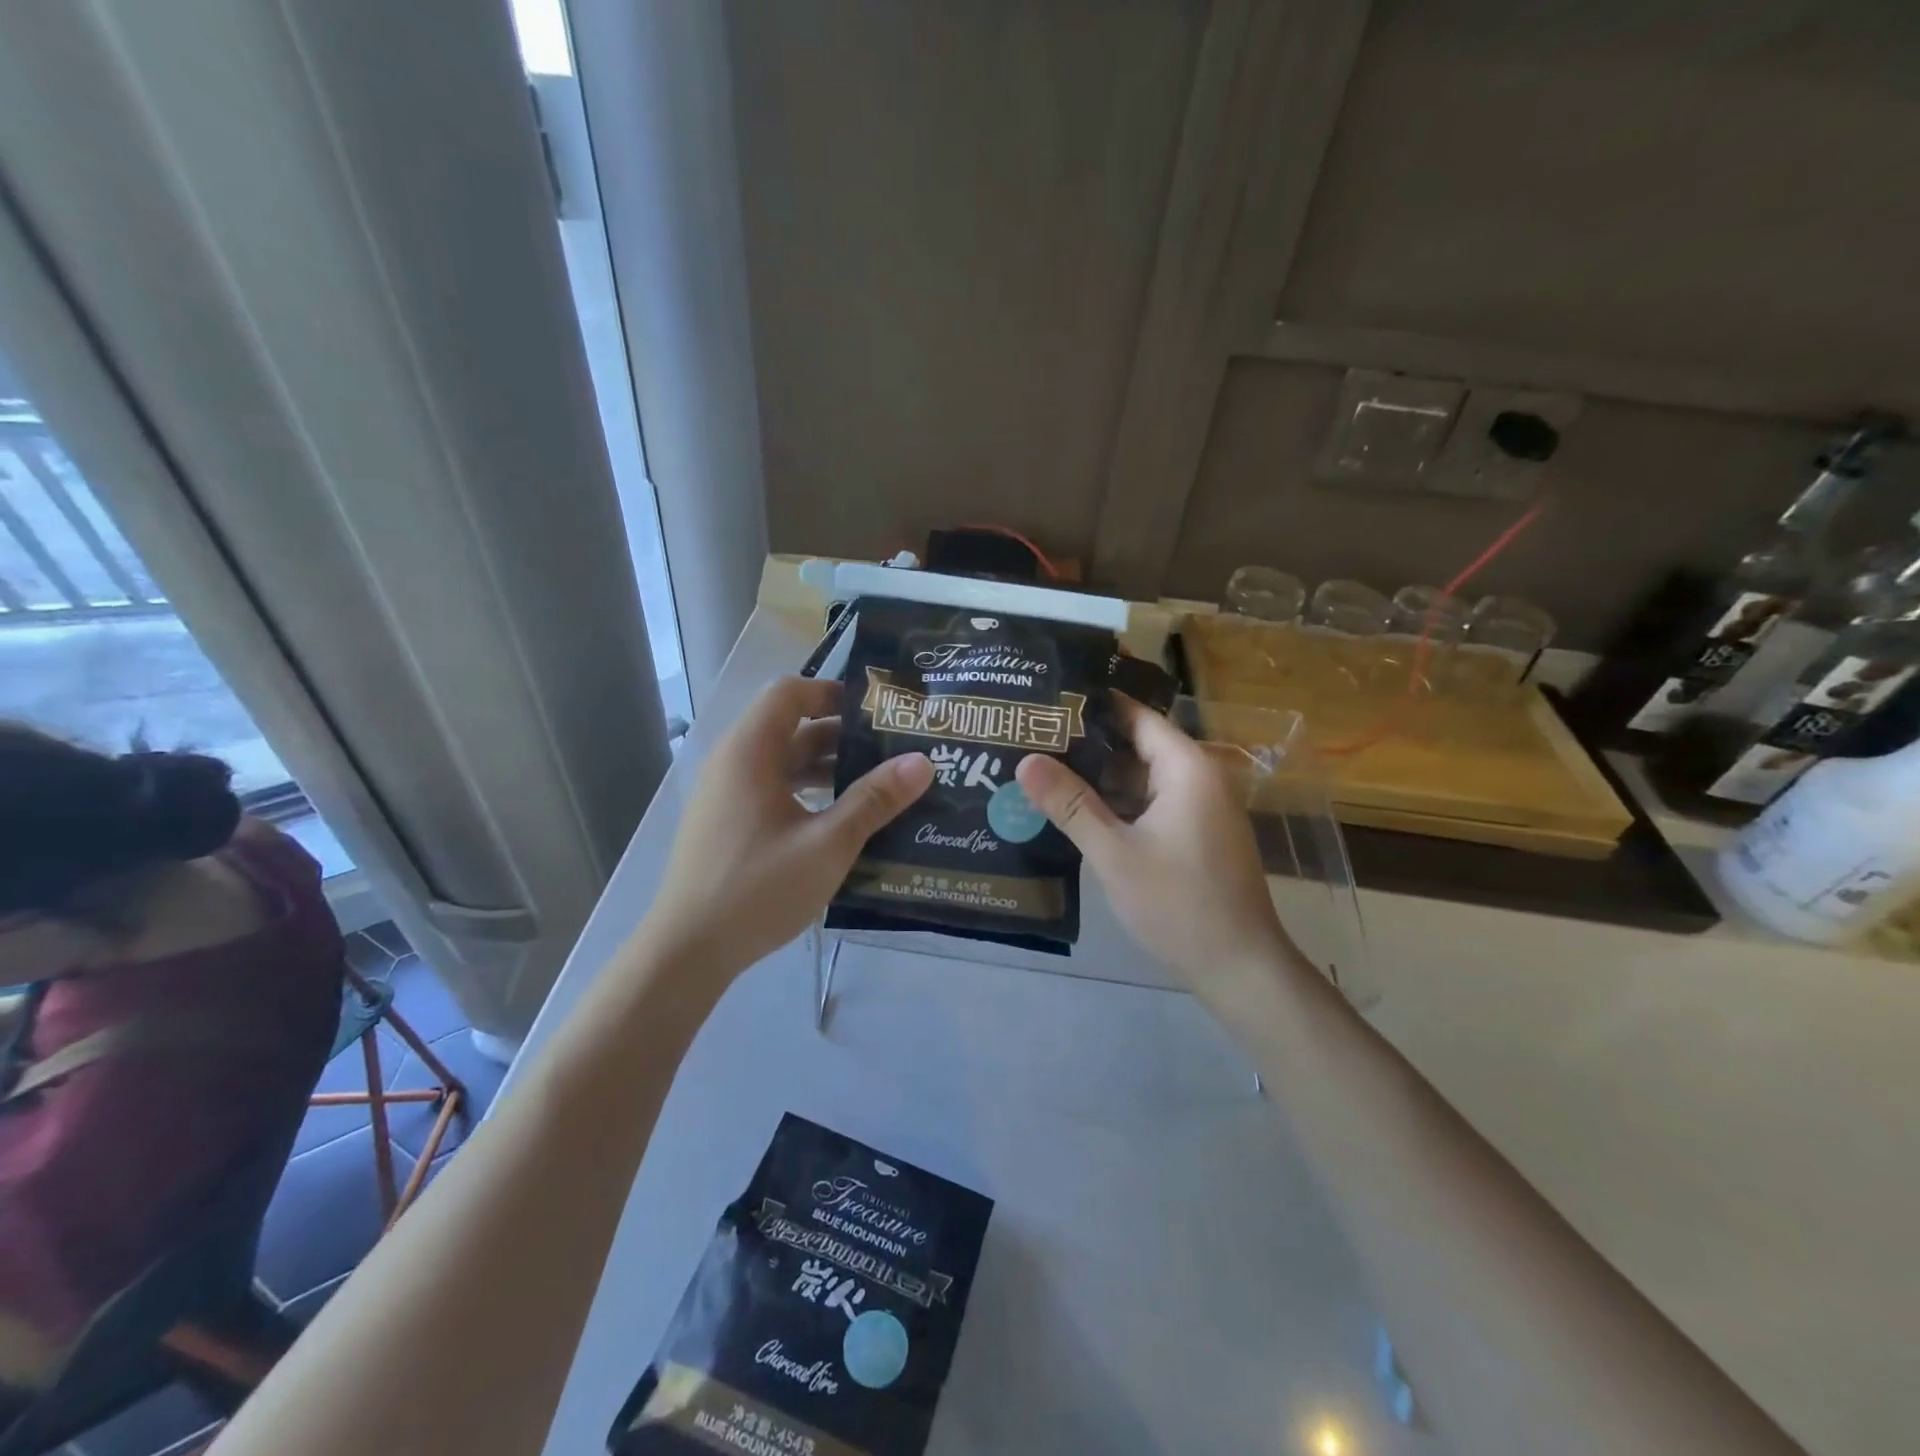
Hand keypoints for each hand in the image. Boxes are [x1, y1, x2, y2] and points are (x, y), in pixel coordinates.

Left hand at [642, 677, 933, 977]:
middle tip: (892, 750)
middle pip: (790, 727)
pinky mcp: (726, 823)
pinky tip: (840, 820)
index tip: (878, 713)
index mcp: (749, 752)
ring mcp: (725, 795)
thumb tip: (922, 761)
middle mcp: (732, 763)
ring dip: (827, 768)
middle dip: (842, 735)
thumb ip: (874, 800)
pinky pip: (771, 789)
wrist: (686, 951)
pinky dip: (806, 792)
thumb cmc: (757, 889)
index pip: (790, 692)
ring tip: (877, 785)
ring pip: (782, 762)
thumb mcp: (827, 844)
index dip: (833, 693)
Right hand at [1015, 697, 1298, 1016]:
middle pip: (1137, 746)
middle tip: (1033, 736)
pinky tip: (1075, 810)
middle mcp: (1198, 779)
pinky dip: (1117, 804)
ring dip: (1099, 778)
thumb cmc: (1178, 903)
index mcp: (1187, 769)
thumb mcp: (1114, 852)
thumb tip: (1024, 760)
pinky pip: (1150, 804)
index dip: (1094, 705)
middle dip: (1088, 744)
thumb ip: (1069, 804)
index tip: (1049, 697)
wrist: (1239, 967)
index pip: (1137, 716)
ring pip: (1141, 778)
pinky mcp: (1194, 835)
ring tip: (1042, 768)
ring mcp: (1199, 809)